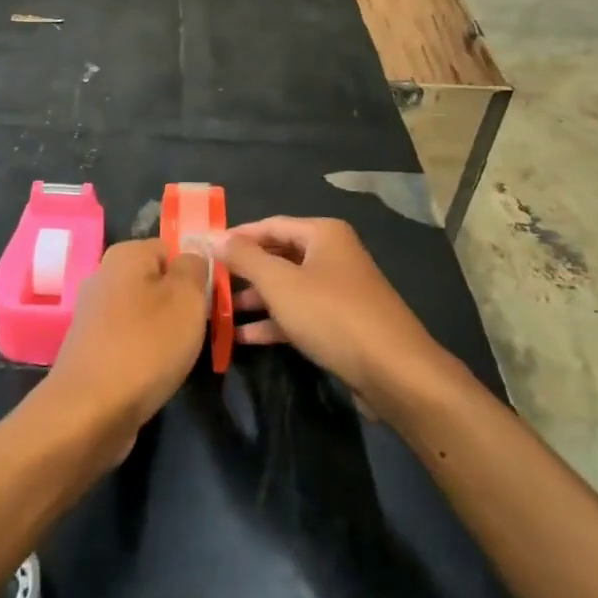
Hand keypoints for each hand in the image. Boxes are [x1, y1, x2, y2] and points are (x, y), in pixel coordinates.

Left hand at [39, 239, 209, 461]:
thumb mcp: (187, 298)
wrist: (90, 410)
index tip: (208, 302)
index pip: (172, 249)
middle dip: (179, 304)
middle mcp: (103, 275)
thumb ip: (194, 268)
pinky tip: (153, 373)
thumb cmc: (146, 345)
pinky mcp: (90, 347)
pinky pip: (128, 339)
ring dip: (163, 331)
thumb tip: (192, 257)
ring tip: (177, 356)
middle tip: (197, 331)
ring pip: (143, 312)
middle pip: (156, 281)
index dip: (194, 273)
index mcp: (125, 254)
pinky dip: (143, 353)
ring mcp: (93, 313)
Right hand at [219, 217, 443, 418]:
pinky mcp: (341, 323)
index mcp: (323, 234)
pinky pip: (299, 313)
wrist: (395, 373)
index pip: (268, 225)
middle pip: (277, 255)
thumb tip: (212, 237)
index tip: (203, 250)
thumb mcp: (280, 283)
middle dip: (243, 271)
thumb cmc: (333, 315)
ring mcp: (338, 290)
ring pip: (286, 287)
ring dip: (254, 299)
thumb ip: (244, 258)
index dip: (235, 237)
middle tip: (207, 282)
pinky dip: (273, 322)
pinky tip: (242, 338)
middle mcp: (332, 254)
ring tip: (217, 311)